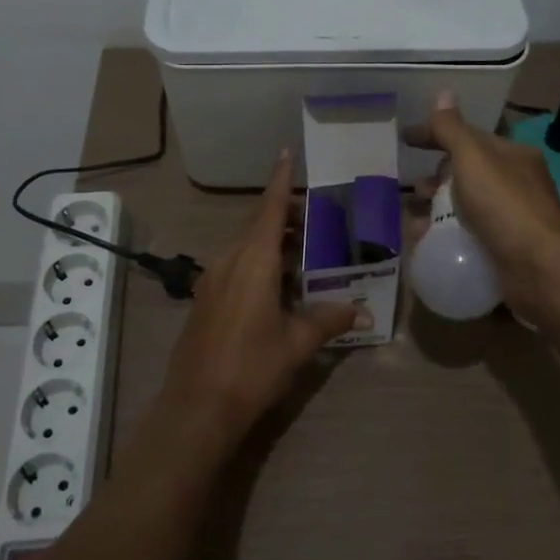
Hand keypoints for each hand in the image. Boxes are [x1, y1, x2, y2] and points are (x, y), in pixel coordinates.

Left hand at [159, 149, 371, 444]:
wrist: (196, 407)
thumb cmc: (252, 368)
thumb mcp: (297, 344)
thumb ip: (329, 321)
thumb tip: (363, 312)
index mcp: (253, 261)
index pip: (269, 208)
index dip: (280, 180)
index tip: (286, 152)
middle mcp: (229, 260)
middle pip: (258, 224)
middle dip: (284, 216)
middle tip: (316, 219)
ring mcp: (212, 279)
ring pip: (245, 245)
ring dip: (271, 241)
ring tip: (303, 251)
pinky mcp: (205, 298)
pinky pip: (235, 265)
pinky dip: (258, 261)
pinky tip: (277, 284)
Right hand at [406, 91, 559, 326]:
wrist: (540, 271)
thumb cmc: (505, 206)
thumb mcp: (473, 159)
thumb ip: (452, 129)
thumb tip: (444, 93)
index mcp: (512, 156)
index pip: (468, 137)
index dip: (435, 135)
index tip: (405, 140)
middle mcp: (515, 185)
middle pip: (466, 174)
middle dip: (435, 179)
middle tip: (413, 190)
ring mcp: (511, 220)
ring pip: (464, 208)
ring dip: (436, 212)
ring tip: (411, 222)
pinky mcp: (505, 251)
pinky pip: (467, 237)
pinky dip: (444, 238)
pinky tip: (425, 246)